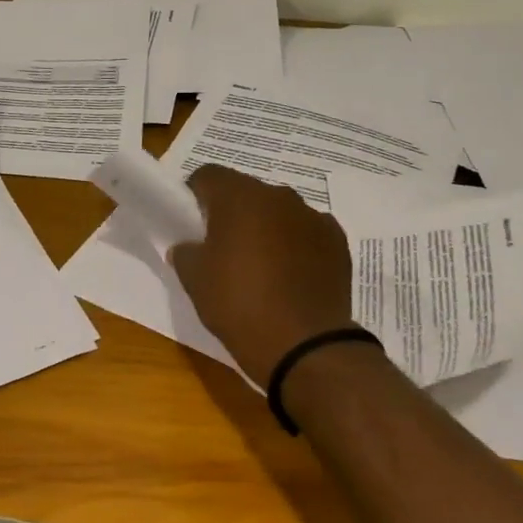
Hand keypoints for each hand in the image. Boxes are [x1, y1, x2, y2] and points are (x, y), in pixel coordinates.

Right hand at [167, 165, 355, 384]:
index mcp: (239, 196)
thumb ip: (185, 253)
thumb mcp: (195, 281)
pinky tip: (292, 274)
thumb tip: (188, 246)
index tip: (192, 224)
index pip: (209, 175)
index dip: (196, 196)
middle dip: (233, 212)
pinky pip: (307, 231)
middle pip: (246, 191)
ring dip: (267, 227)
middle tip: (224, 247)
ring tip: (262, 265)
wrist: (306, 346)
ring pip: (278, 211)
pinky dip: (297, 244)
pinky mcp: (337, 240)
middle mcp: (278, 195)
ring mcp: (312, 216)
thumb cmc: (240, 306)